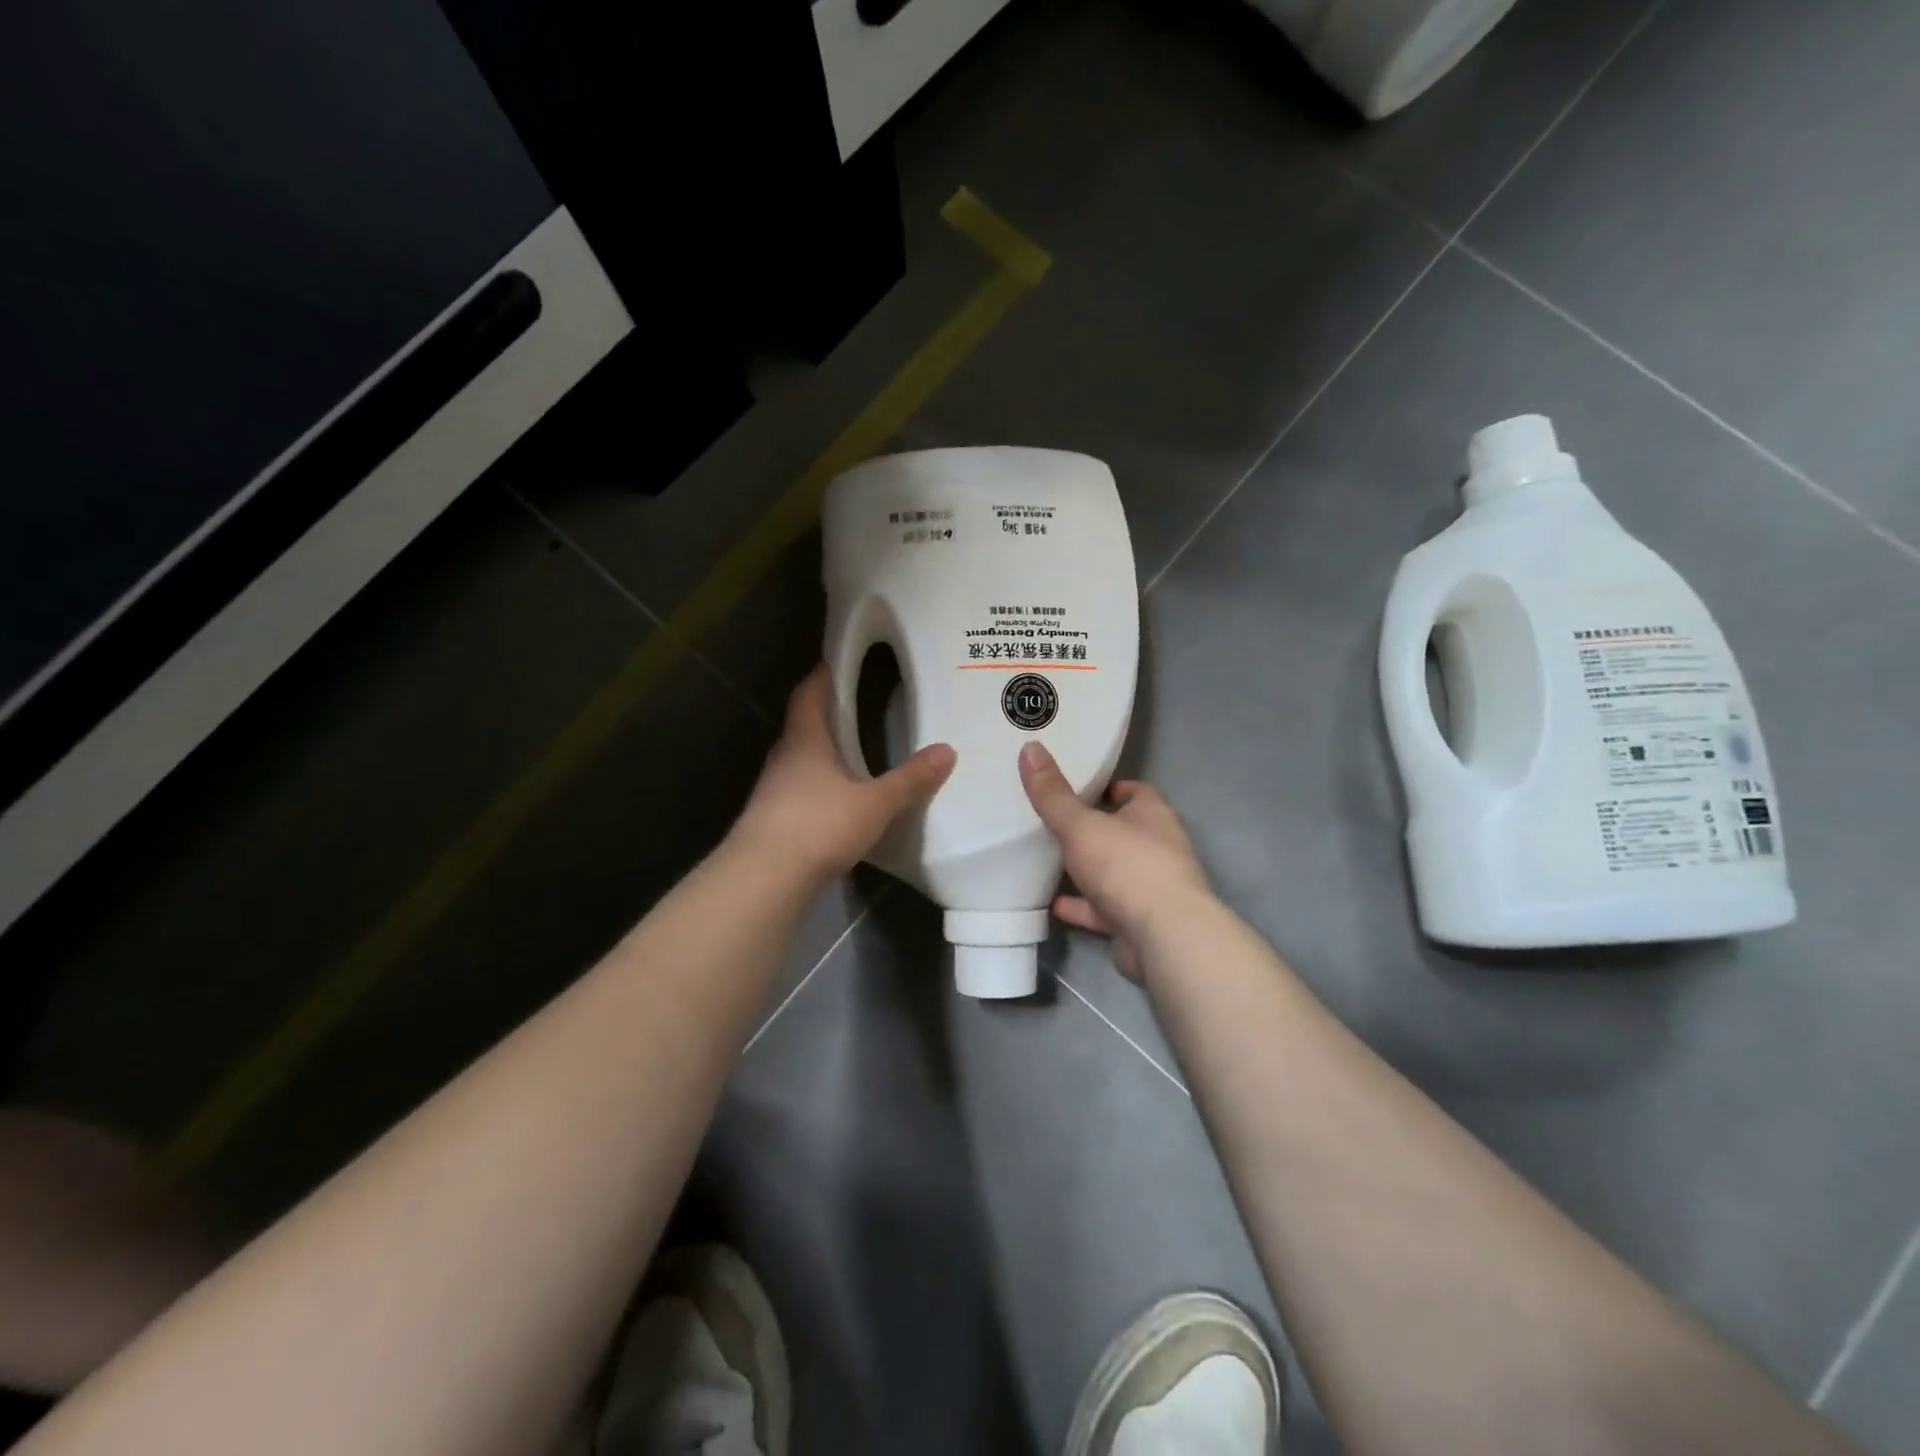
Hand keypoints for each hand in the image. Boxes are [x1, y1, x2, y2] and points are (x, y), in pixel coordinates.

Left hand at [732, 665, 955, 883]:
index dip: (822, 677)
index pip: (809, 695)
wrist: (765, 877)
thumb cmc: (819, 825)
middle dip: (826, 716)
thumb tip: (947, 751)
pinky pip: (799, 791)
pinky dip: (818, 787)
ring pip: (800, 761)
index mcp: (805, 741)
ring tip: (853, 754)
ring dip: (822, 754)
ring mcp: (774, 790)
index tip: (837, 664)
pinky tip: (838, 801)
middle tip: (856, 709)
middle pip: (803, 726)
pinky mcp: (773, 820)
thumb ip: (910, 779)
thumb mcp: (875, 803)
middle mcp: (784, 758)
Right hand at [1018, 742, 1211, 983]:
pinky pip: (1104, 910)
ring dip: (1087, 871)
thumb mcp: (1081, 825)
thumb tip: (1030, 748)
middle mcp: (1158, 848)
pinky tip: (1053, 905)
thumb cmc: (1126, 866)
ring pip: (1114, 873)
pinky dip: (1082, 907)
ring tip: (1048, 862)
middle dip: (1093, 829)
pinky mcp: (1139, 922)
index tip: (1077, 787)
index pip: (1135, 791)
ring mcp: (1151, 888)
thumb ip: (1053, 794)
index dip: (1109, 788)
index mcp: (1153, 815)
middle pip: (1123, 832)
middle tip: (1054, 822)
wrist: (1164, 938)